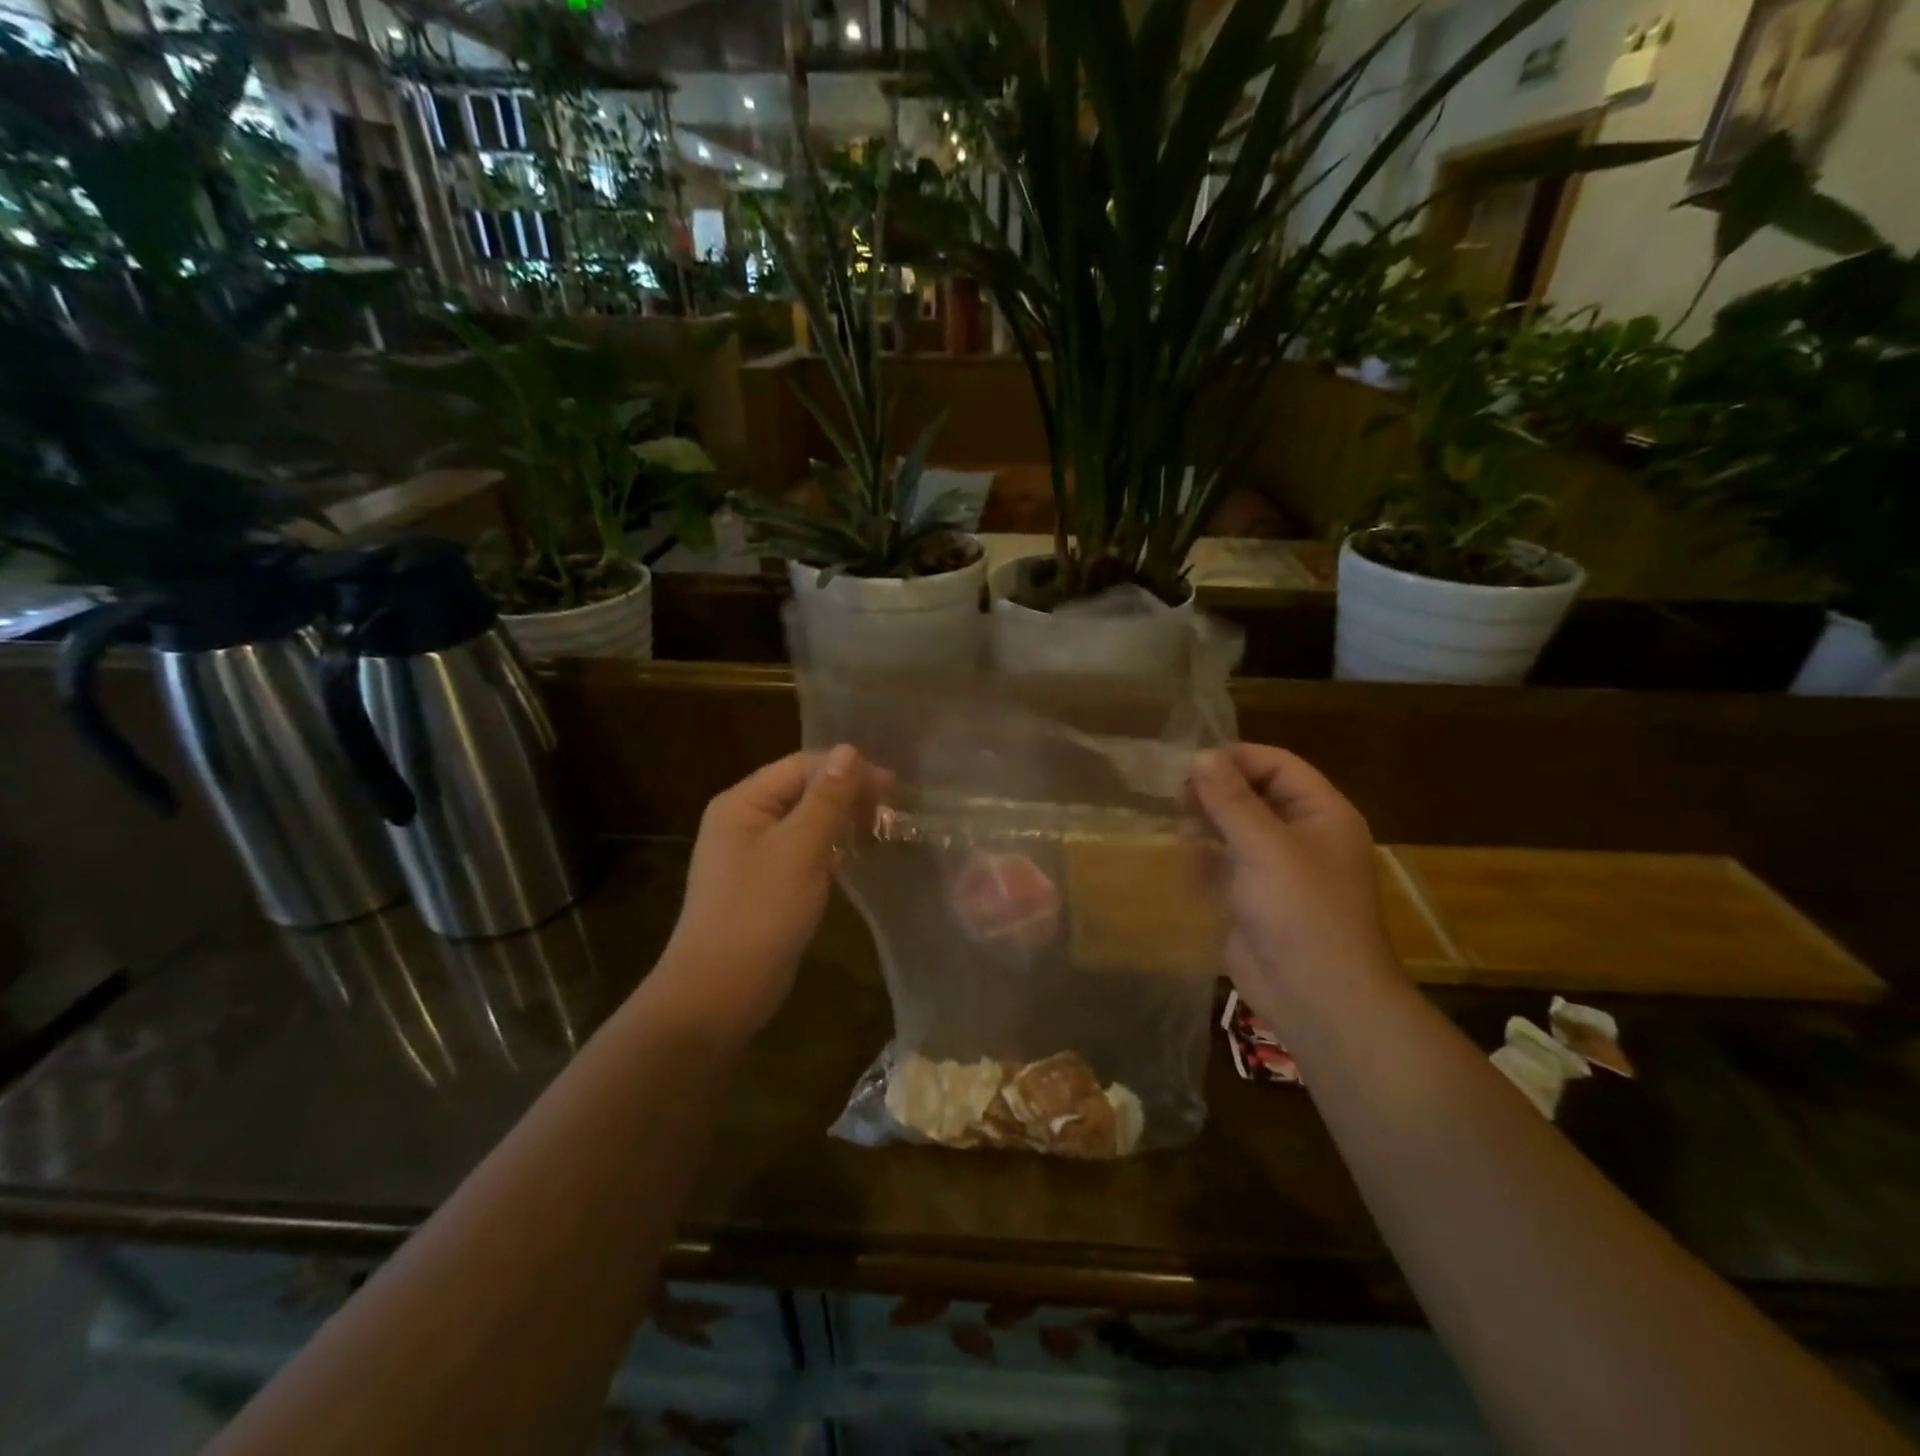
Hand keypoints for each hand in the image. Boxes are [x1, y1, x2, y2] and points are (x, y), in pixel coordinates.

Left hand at [658, 745, 876, 1041]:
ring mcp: (753, 853)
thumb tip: (850, 749)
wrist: (718, 994)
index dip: (847, 770)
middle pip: (803, 790)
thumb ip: (826, 800)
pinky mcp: (766, 882)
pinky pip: (803, 850)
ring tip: (881, 831)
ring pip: (806, 821)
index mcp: (743, 803)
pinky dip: (830, 848)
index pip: (801, 766)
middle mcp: (744, 819)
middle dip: (846, 795)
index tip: (892, 788)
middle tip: (891, 813)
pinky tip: (855, 857)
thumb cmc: (758, 915)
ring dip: (842, 821)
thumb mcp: (798, 851)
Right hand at [1189, 745, 1399, 1021]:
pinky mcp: (1253, 898)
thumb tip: (1201, 756)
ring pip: (1234, 829)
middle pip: (1254, 794)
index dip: (1236, 760)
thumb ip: (1231, 799)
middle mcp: (1301, 835)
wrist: (1317, 998)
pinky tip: (1185, 863)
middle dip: (1216, 793)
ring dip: (1206, 825)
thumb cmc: (1300, 912)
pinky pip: (1224, 864)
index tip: (1191, 767)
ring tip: (1178, 831)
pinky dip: (1204, 859)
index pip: (1277, 765)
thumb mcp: (1264, 847)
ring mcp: (1276, 869)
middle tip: (1177, 799)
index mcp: (1321, 814)